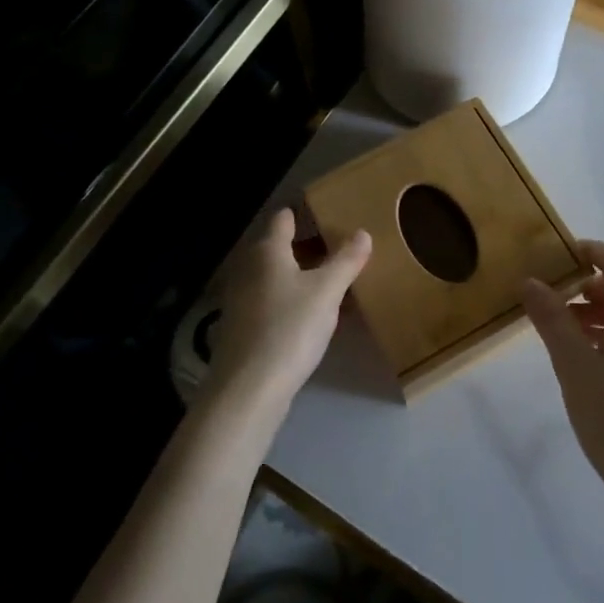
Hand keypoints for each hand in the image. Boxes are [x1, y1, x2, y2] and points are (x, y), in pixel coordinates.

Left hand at [201, 208, 371, 422]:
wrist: (248, 389)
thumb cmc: (289, 328)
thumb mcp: (327, 292)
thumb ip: (346, 261)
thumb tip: (362, 232)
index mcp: (267, 251)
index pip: (283, 219)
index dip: (303, 214)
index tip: (325, 213)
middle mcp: (248, 268)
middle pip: (277, 247)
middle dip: (305, 247)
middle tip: (338, 249)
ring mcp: (240, 299)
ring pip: (273, 276)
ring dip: (297, 275)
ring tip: (328, 282)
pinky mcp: (241, 328)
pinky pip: (269, 301)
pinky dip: (288, 300)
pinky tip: (307, 315)